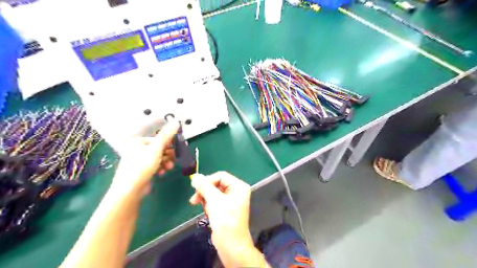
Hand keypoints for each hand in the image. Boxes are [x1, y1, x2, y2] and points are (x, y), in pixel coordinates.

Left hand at [112, 120, 180, 197]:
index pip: (159, 139)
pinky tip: (161, 173)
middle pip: (159, 149)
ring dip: (166, 162)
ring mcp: (139, 160)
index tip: (176, 151)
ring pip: (158, 158)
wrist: (130, 190)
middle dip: (168, 155)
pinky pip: (154, 165)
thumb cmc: (142, 166)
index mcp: (139, 142)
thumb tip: (176, 120)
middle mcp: (137, 149)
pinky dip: (160, 168)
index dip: (169, 145)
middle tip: (173, 161)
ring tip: (168, 168)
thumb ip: (167, 135)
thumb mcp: (157, 149)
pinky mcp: (141, 170)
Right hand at [190, 172, 263, 266]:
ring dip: (206, 201)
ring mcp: (231, 201)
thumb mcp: (214, 200)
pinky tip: (209, 215)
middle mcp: (236, 191)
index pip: (220, 176)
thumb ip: (204, 186)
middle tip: (194, 200)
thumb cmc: (225, 220)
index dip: (208, 181)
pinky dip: (209, 207)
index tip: (196, 189)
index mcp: (239, 186)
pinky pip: (214, 202)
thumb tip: (195, 176)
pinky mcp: (226, 209)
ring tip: (207, 211)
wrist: (230, 245)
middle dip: (205, 192)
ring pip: (213, 194)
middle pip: (216, 184)